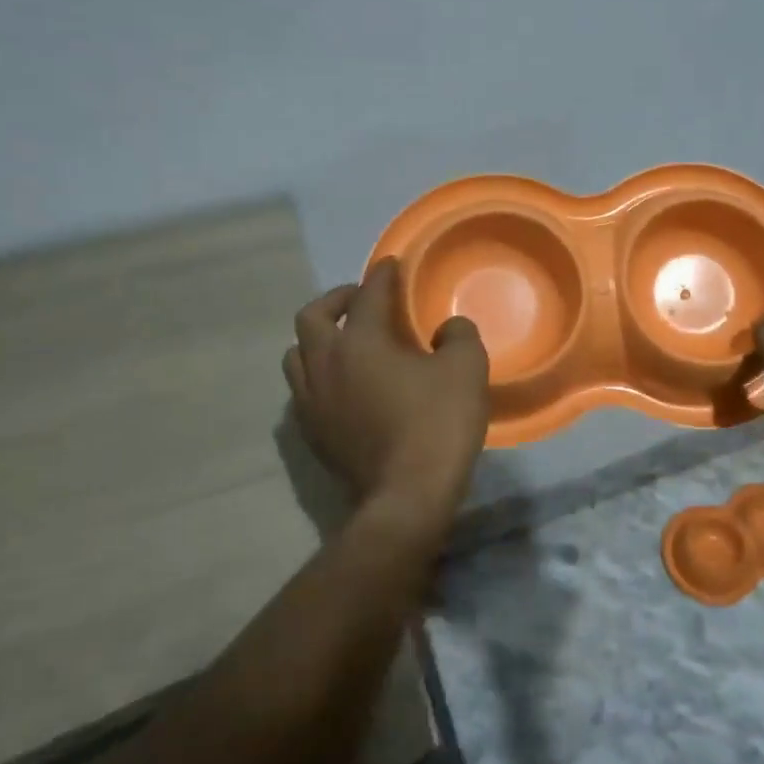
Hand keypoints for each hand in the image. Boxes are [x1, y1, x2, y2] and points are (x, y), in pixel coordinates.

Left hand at [283, 259, 489, 534]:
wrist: (406, 497)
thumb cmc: (437, 424)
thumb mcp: (466, 369)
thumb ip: (458, 336)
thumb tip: (446, 330)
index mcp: (360, 342)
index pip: (368, 295)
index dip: (382, 275)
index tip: (391, 266)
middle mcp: (325, 364)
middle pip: (312, 317)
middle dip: (336, 300)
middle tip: (361, 300)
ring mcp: (312, 402)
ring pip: (297, 355)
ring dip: (319, 339)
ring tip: (345, 342)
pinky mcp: (312, 434)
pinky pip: (303, 390)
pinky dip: (319, 375)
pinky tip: (343, 385)